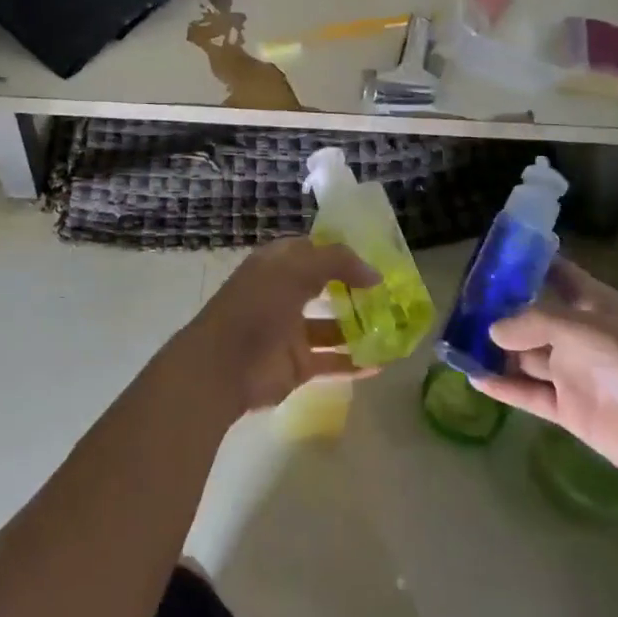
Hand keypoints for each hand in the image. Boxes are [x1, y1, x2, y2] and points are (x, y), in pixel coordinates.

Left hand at [174, 238, 380, 415]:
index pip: (314, 250)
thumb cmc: (256, 307)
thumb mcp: (295, 270)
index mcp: (277, 265)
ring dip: (359, 327)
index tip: (377, 257)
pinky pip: (331, 362)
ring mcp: (290, 331)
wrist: (222, 366)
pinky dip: (354, 363)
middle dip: (356, 289)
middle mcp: (284, 293)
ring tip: (395, 327)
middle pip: (325, 287)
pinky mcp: (296, 364)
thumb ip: (337, 263)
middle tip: (393, 293)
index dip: (342, 252)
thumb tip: (374, 273)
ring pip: (332, 326)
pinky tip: (382, 364)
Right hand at [471, 262, 617, 495]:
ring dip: (494, 349)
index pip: (555, 273)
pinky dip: (503, 387)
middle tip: (456, 303)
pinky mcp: (572, 411)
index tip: (488, 254)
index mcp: (594, 306)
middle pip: (531, 316)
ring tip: (454, 340)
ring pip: (525, 356)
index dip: (525, 261)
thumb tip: (492, 329)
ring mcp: (575, 374)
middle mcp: (580, 336)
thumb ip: (537, 324)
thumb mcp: (591, 332)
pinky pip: (529, 395)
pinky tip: (473, 377)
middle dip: (498, 309)